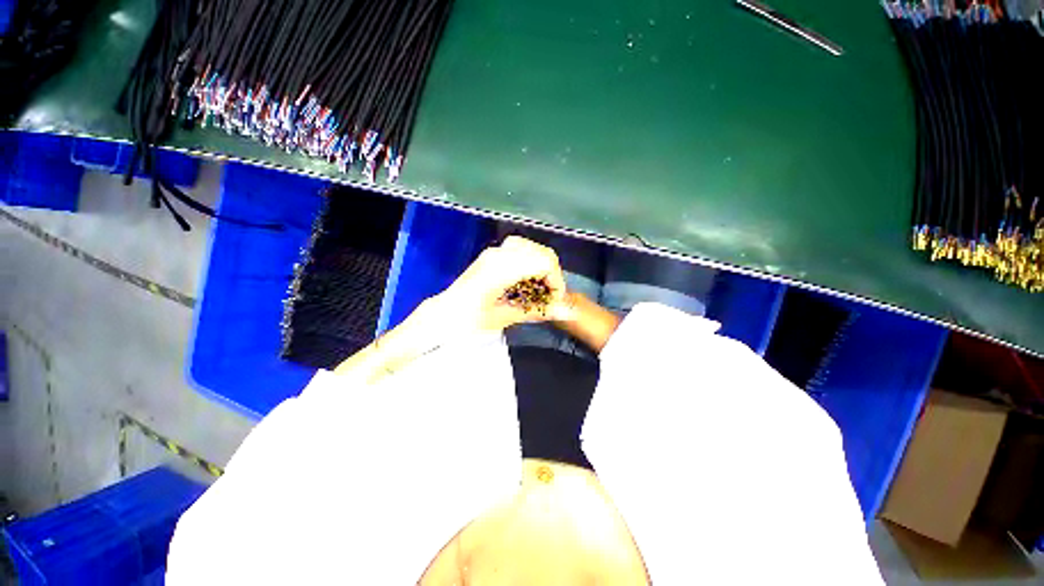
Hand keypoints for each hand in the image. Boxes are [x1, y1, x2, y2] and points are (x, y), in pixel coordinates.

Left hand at [434, 236, 571, 331]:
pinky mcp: (492, 254)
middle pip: (541, 252)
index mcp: (500, 270)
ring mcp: (495, 252)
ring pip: (532, 248)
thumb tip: (566, 310)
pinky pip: (521, 250)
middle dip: (552, 274)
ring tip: (539, 288)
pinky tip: (527, 280)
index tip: (555, 299)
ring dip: (542, 267)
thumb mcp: (503, 319)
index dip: (556, 280)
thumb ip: (536, 311)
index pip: (543, 262)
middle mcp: (499, 254)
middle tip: (549, 295)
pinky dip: (531, 263)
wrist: (443, 315)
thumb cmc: (468, 321)